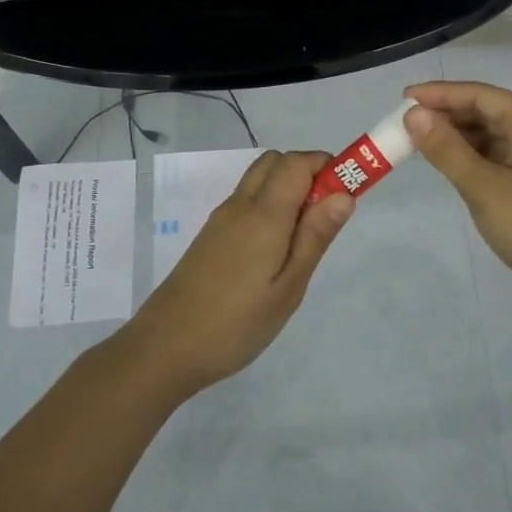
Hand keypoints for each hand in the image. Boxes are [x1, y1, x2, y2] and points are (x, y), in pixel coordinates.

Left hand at [124, 150, 354, 395]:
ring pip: (259, 181)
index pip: (297, 162)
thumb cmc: (236, 324)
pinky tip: (273, 252)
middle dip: (308, 173)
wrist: (164, 349)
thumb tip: (344, 193)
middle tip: (325, 218)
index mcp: (263, 214)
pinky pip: (246, 202)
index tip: (347, 195)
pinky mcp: (211, 236)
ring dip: (287, 189)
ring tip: (302, 239)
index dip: (327, 166)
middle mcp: (240, 205)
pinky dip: (268, 206)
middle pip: (276, 162)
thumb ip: (315, 236)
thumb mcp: (288, 287)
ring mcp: (221, 220)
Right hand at [404, 81, 511, 318]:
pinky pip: (499, 157)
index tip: (404, 99)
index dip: (441, 94)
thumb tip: (414, 115)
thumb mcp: (484, 187)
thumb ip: (447, 149)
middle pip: (489, 112)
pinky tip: (449, 164)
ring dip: (458, 137)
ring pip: (493, 136)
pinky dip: (472, 157)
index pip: (482, 95)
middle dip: (447, 115)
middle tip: (405, 125)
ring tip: (419, 143)